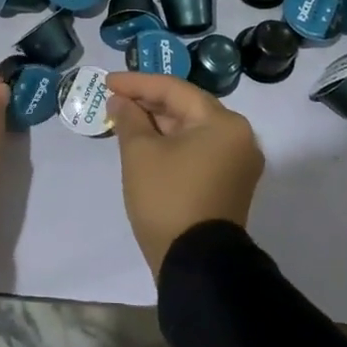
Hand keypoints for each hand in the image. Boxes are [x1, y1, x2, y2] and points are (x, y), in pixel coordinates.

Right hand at [107, 72, 263, 277]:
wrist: (196, 264)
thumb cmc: (167, 198)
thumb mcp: (139, 153)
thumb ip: (129, 119)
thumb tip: (121, 102)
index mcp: (224, 123)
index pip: (175, 90)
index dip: (137, 83)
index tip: (107, 82)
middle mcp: (239, 137)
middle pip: (187, 108)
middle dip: (148, 102)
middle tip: (114, 100)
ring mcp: (237, 163)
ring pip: (192, 130)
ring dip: (158, 124)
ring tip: (124, 120)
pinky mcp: (230, 184)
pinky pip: (198, 150)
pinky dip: (172, 143)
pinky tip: (145, 143)